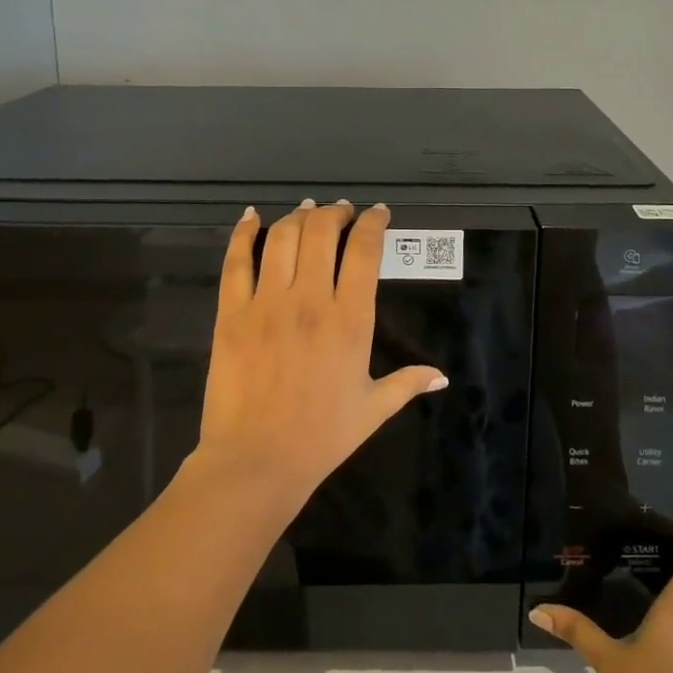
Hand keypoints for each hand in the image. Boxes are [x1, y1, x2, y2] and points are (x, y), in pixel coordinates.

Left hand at [193, 200, 447, 511]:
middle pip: (321, 232)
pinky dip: (242, 233)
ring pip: (282, 238)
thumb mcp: (373, 410)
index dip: (372, 223)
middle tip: (339, 210)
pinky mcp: (231, 313)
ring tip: (306, 211)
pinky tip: (250, 217)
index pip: (364, 251)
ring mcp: (267, 304)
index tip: (377, 212)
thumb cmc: (321, 437)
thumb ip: (407, 383)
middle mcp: (310, 300)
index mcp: (350, 320)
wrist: (257, 461)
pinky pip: (235, 262)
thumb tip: (441, 376)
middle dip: (334, 212)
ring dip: (297, 217)